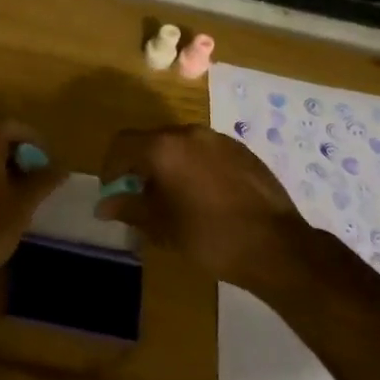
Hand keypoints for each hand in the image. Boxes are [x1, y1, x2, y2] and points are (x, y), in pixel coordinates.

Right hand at [95, 124, 314, 287]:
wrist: (275, 246)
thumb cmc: (209, 236)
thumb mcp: (161, 226)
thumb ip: (129, 208)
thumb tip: (104, 205)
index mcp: (164, 147)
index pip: (122, 144)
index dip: (110, 167)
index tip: (113, 192)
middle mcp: (190, 133)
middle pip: (152, 141)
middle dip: (140, 166)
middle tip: (141, 198)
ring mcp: (220, 140)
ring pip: (181, 146)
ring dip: (168, 166)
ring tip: (173, 199)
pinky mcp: (242, 151)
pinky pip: (206, 152)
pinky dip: (194, 167)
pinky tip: (204, 197)